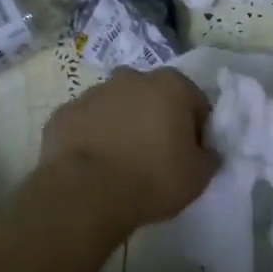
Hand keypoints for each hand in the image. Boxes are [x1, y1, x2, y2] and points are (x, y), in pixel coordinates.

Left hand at [41, 69, 218, 229]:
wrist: (85, 193)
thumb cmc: (152, 178)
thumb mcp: (199, 176)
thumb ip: (209, 157)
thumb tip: (206, 152)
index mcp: (171, 85)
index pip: (195, 103)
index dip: (196, 131)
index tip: (190, 156)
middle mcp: (132, 78)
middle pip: (153, 98)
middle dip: (157, 120)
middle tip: (156, 157)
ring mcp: (93, 93)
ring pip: (117, 106)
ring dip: (123, 125)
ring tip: (122, 164)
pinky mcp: (63, 113)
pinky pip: (87, 123)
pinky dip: (92, 137)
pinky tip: (93, 166)